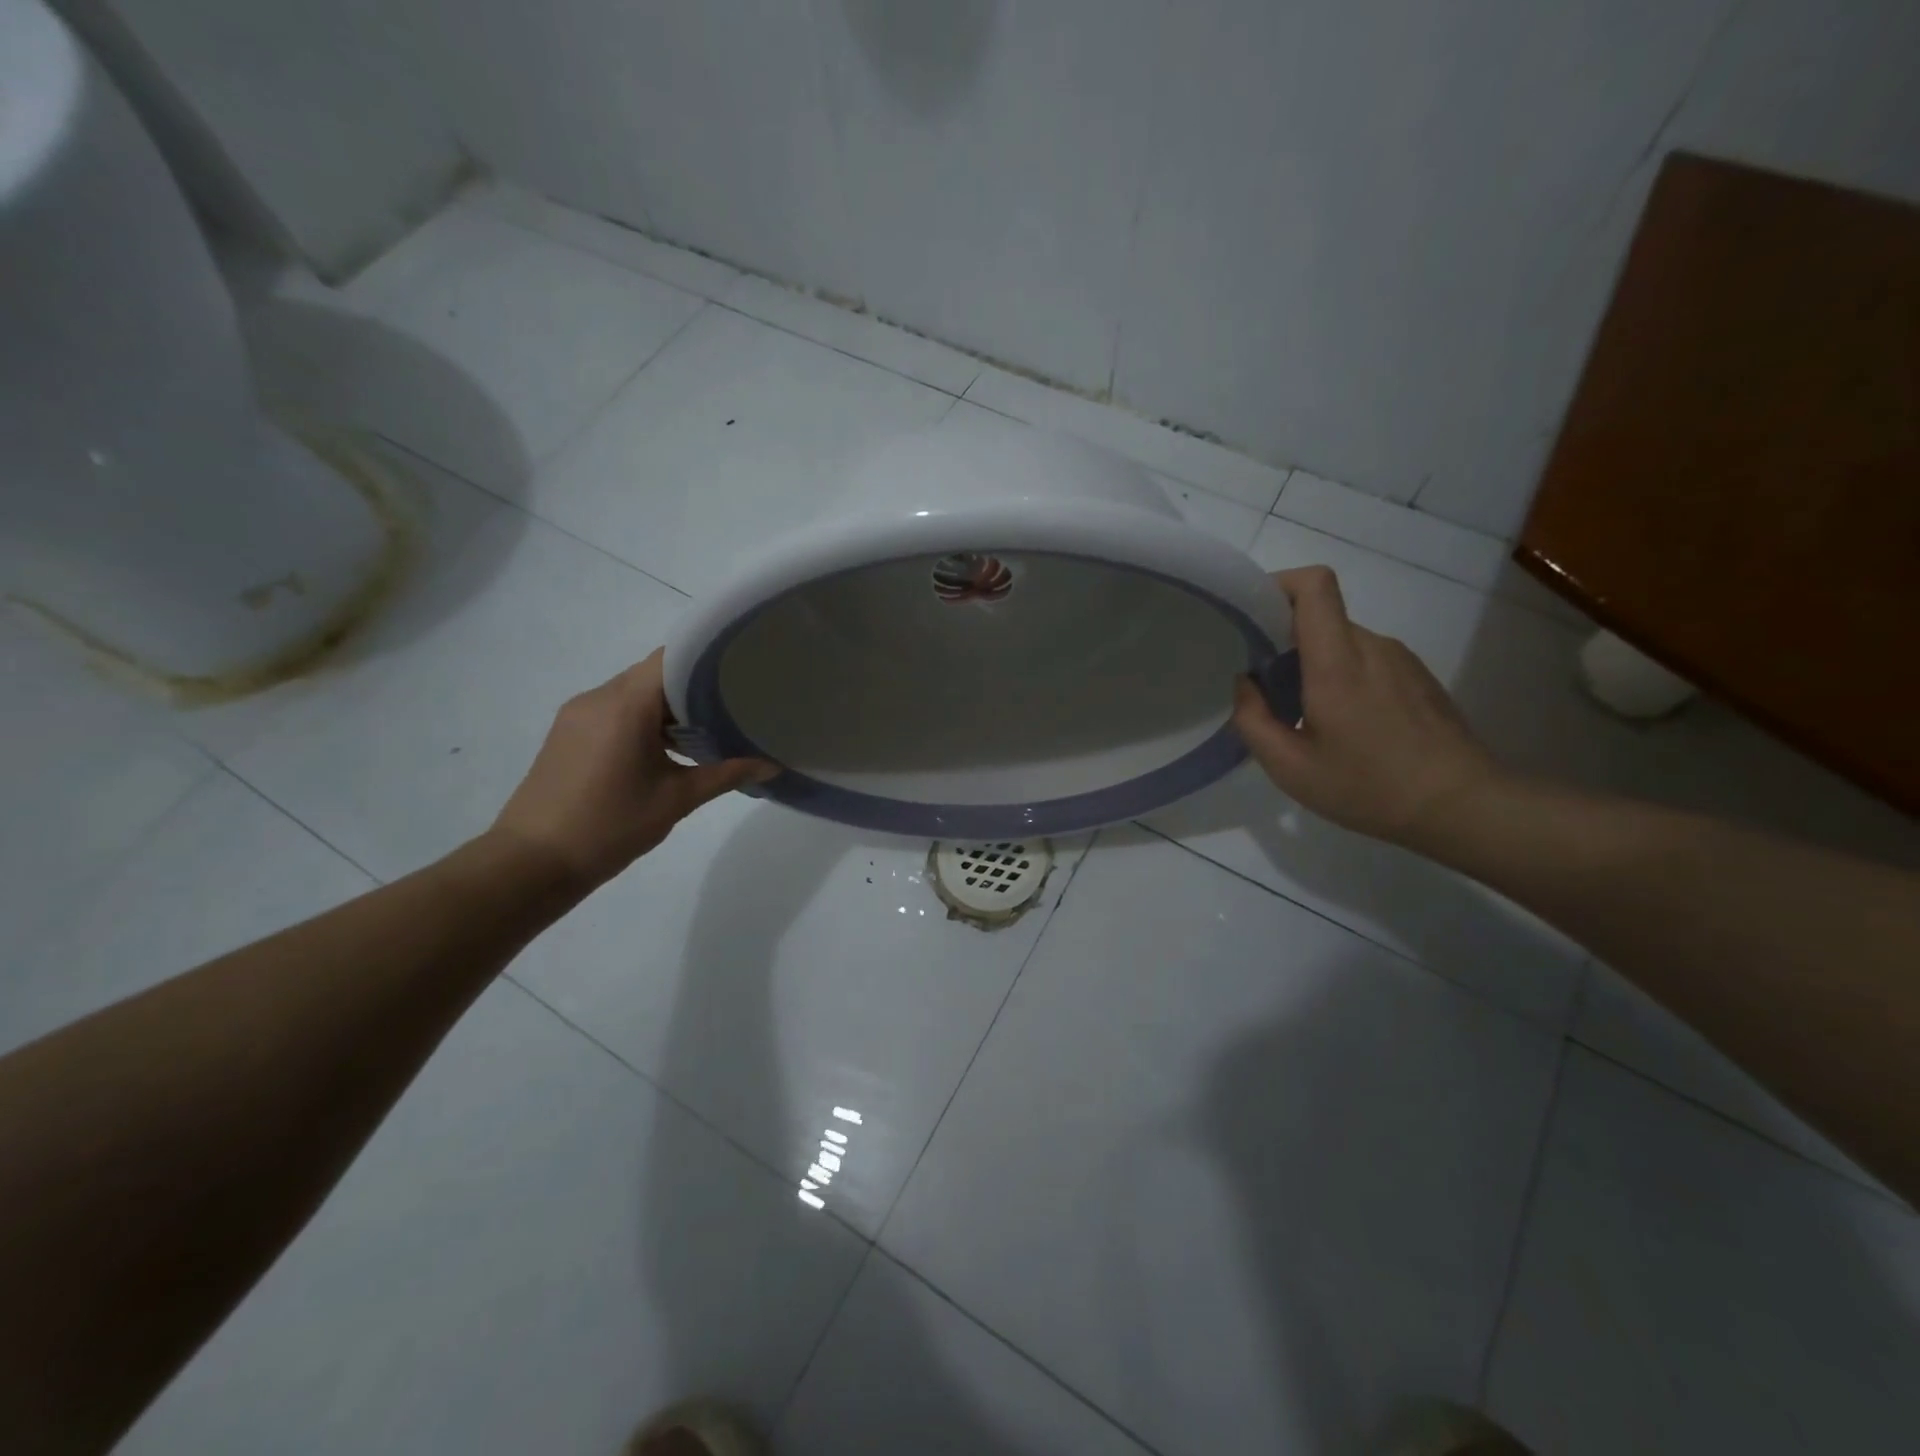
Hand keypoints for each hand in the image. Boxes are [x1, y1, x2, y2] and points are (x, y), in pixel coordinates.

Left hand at [491, 649, 774, 888]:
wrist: (532, 863)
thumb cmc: (609, 827)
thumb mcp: (676, 800)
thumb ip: (725, 775)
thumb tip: (770, 766)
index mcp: (624, 705)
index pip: (672, 658)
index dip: (708, 659)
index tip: (742, 671)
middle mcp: (597, 698)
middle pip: (654, 673)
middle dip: (694, 685)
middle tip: (736, 701)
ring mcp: (578, 714)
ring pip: (634, 692)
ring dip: (669, 705)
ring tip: (709, 726)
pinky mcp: (569, 733)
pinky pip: (615, 709)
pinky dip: (645, 718)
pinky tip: (670, 746)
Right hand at [1230, 567, 1500, 847]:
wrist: (1462, 806)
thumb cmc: (1369, 788)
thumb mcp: (1290, 769)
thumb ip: (1253, 720)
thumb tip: (1246, 683)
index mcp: (1337, 662)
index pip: (1314, 586)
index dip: (1279, 583)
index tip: (1254, 614)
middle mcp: (1372, 647)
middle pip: (1321, 616)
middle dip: (1285, 639)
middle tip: (1268, 687)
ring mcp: (1401, 659)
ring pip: (1343, 641)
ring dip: (1315, 663)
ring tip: (1307, 714)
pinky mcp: (1418, 676)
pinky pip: (1367, 659)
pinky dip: (1343, 676)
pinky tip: (1346, 725)